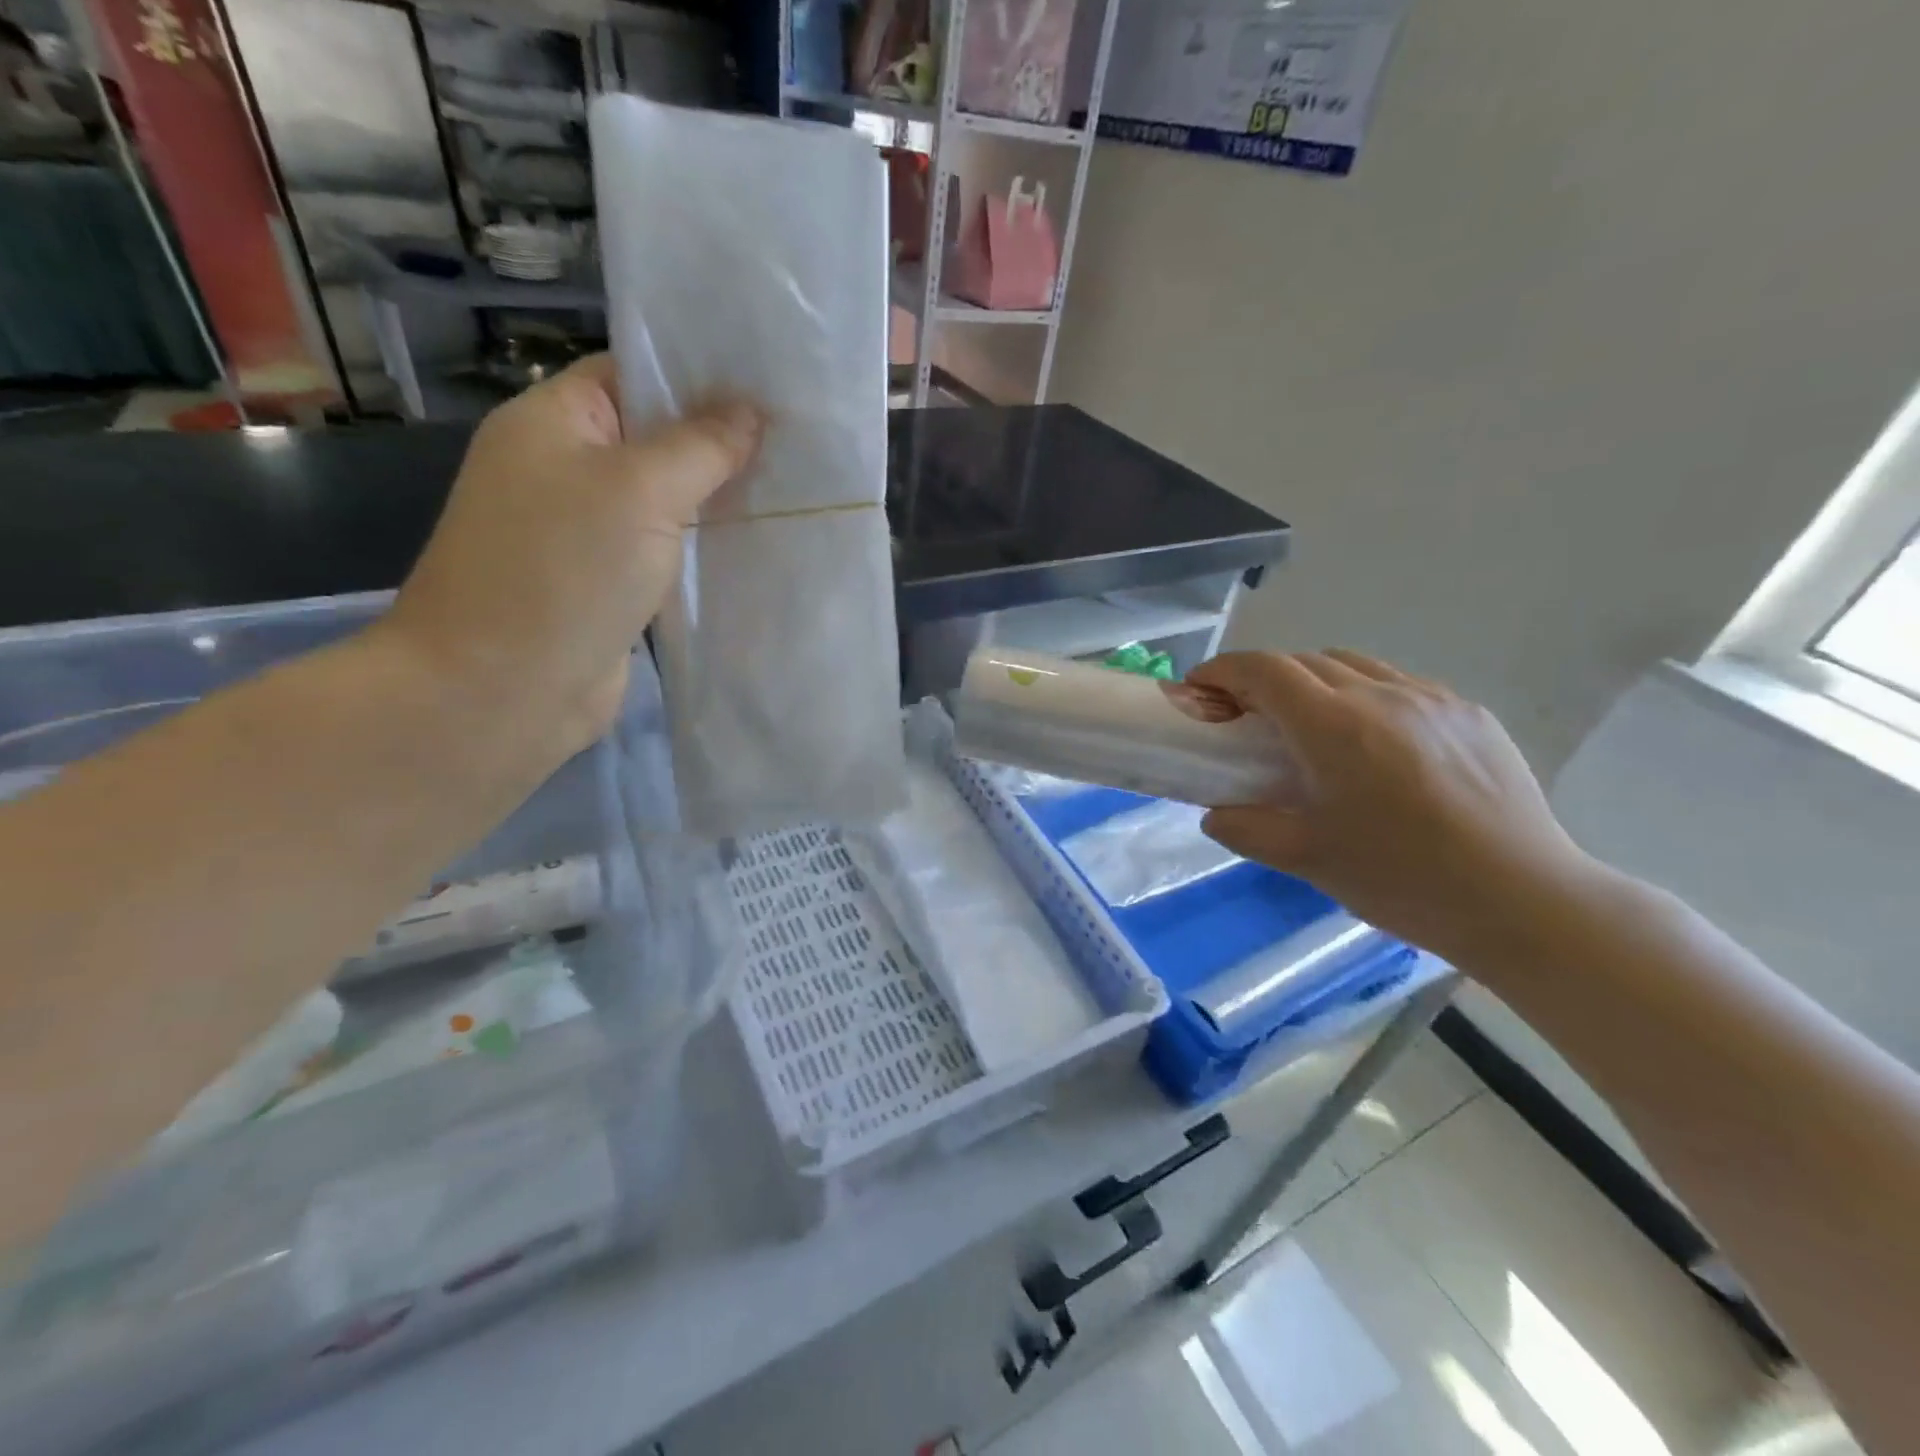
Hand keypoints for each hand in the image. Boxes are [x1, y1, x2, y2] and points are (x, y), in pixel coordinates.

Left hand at [381, 355, 760, 772]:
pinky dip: (708, 545)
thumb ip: (700, 446)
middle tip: (800, 438)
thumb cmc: (562, 571)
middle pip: (657, 437)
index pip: (634, 375)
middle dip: (723, 440)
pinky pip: (668, 549)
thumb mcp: (639, 490)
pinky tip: (761, 542)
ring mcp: (589, 531)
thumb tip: (751, 411)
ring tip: (796, 486)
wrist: (504, 688)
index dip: (701, 375)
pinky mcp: (612, 583)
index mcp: (554, 421)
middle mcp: (568, 468)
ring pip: (668, 498)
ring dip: (720, 496)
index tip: (773, 385)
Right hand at [1191, 650, 1595, 964]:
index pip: (1264, 670)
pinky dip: (1364, 695)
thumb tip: (1214, 815)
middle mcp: (1381, 695)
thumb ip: (1247, 830)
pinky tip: (1372, 741)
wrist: (1524, 901)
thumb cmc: (1404, 880)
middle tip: (1245, 716)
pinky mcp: (1470, 714)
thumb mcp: (1308, 861)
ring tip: (1307, 724)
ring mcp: (1432, 699)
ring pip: (1354, 664)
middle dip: (1262, 678)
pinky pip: (1399, 685)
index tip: (1199, 689)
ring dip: (1313, 681)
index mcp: (1335, 727)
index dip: (1223, 671)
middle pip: (1304, 661)